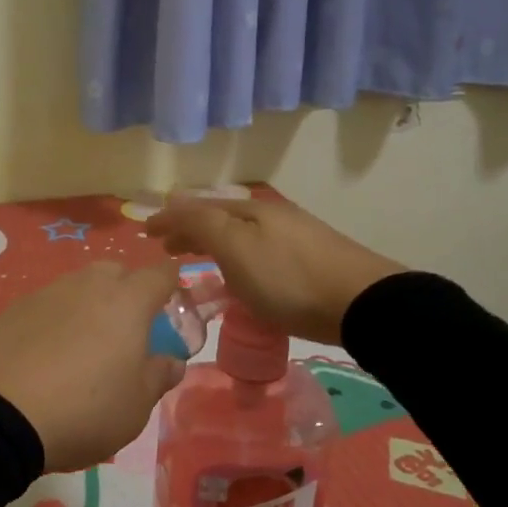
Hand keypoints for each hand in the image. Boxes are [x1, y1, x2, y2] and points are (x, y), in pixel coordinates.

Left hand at [0, 261, 185, 471]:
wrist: (0, 414)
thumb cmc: (84, 409)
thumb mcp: (136, 406)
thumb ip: (158, 376)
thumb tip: (171, 361)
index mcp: (127, 302)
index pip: (160, 274)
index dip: (171, 285)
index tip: (173, 306)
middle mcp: (88, 285)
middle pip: (116, 272)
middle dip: (127, 291)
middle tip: (127, 330)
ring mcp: (47, 293)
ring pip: (78, 286)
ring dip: (88, 304)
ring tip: (84, 344)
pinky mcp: (13, 309)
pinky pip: (46, 305)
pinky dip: (55, 320)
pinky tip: (46, 353)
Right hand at [146, 197, 402, 344]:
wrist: (362, 303)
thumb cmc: (288, 279)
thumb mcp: (236, 248)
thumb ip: (202, 224)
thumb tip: (174, 202)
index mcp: (249, 211)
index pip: (198, 208)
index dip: (170, 218)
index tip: (145, 232)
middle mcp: (270, 217)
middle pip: (220, 218)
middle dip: (190, 230)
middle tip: (167, 248)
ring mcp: (294, 237)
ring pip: (240, 235)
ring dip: (213, 244)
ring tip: (198, 261)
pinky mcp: (310, 261)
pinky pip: (258, 252)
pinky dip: (236, 258)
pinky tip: (241, 277)